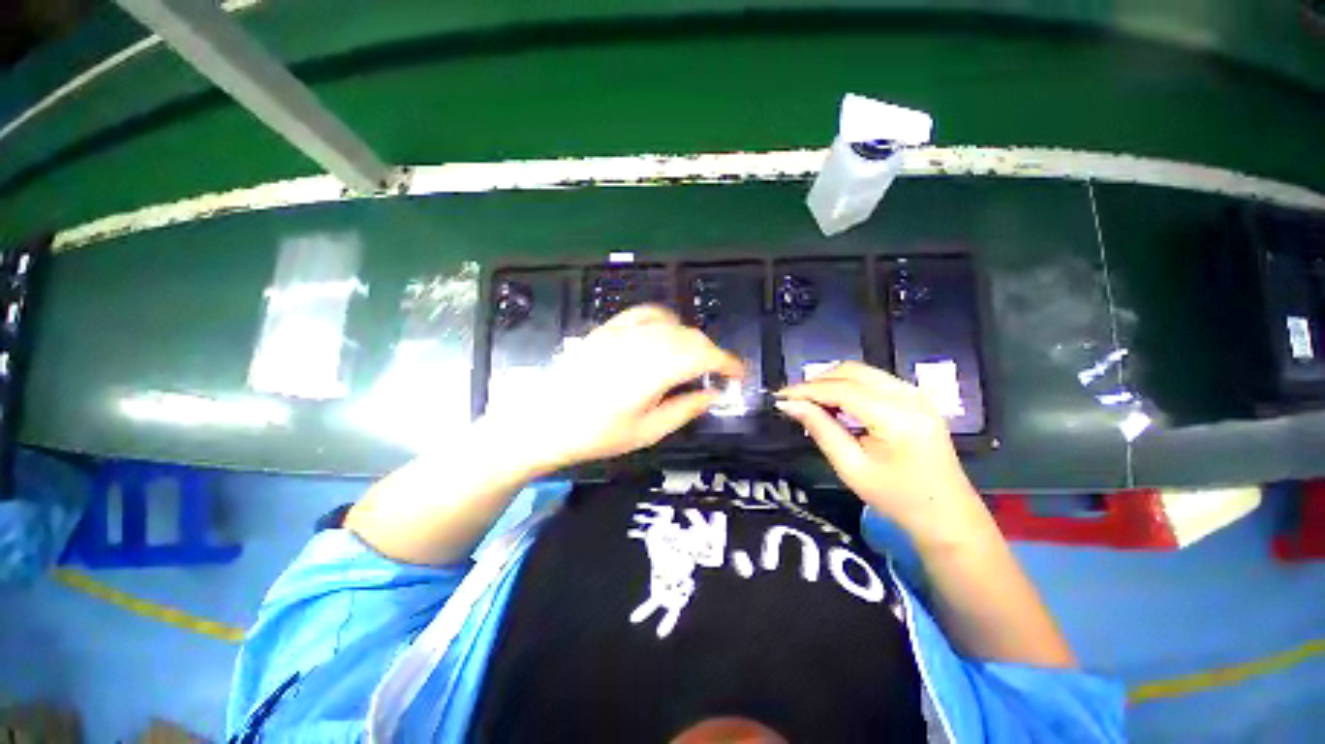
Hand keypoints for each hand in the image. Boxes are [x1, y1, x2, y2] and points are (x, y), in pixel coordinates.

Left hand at [483, 305, 743, 472]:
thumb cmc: (595, 434)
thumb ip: (685, 409)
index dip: (728, 363)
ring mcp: (623, 332)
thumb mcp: (646, 432)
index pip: (704, 356)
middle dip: (711, 354)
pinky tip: (664, 335)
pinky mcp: (608, 328)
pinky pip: (645, 314)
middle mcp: (643, 343)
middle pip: (691, 337)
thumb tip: (713, 395)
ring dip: (691, 339)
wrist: (543, 421)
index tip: (739, 375)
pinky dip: (664, 321)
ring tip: (692, 360)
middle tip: (716, 376)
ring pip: (673, 324)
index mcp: (654, 370)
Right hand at [776, 361, 984, 536]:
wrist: (947, 516)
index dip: (806, 390)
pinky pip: (873, 380)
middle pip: (852, 371)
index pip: (841, 389)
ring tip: (809, 402)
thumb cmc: (897, 499)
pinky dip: (848, 386)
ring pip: (862, 372)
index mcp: (896, 417)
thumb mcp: (851, 467)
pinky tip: (835, 404)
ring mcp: (916, 394)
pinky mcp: (916, 398)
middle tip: (793, 400)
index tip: (779, 397)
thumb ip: (820, 429)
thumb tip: (789, 405)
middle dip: (817, 382)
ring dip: (831, 382)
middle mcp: (909, 396)